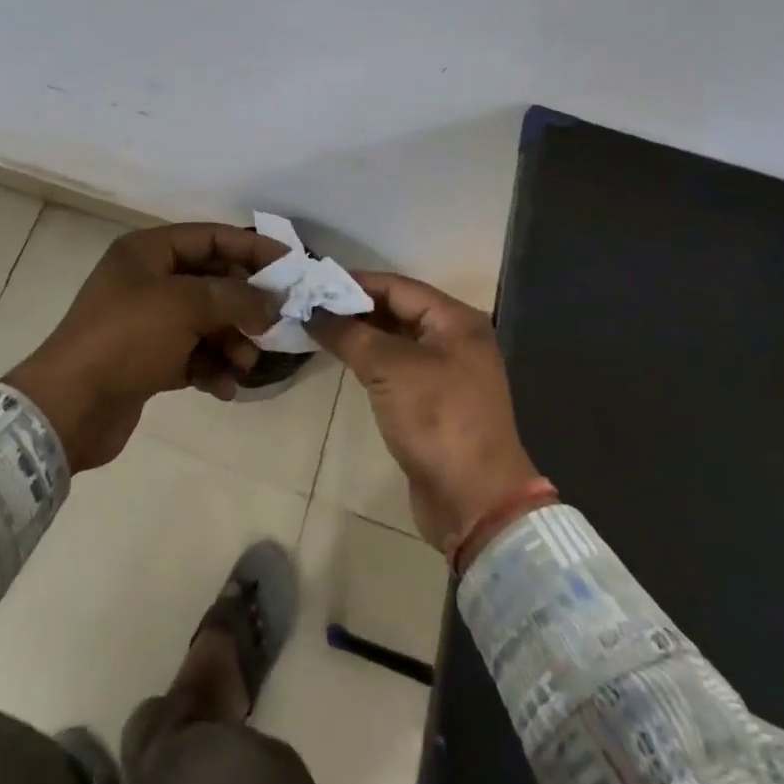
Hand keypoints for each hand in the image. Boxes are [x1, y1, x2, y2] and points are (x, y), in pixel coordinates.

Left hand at [4, 222, 287, 470]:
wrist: (70, 406)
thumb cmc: (127, 338)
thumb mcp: (185, 306)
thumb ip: (236, 297)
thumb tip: (273, 302)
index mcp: (148, 251)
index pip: (211, 237)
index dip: (252, 248)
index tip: (291, 264)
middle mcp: (148, 280)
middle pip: (212, 281)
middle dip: (244, 304)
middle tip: (274, 324)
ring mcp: (147, 321)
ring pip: (205, 321)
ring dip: (231, 341)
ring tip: (245, 363)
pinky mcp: (147, 360)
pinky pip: (192, 354)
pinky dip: (211, 368)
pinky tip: (224, 388)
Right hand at [311, 274, 541, 553]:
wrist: (474, 501)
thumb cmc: (437, 420)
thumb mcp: (390, 369)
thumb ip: (350, 334)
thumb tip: (313, 312)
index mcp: (456, 320)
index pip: (397, 286)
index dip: (355, 282)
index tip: (314, 281)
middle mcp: (455, 339)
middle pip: (398, 310)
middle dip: (354, 306)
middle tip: (309, 304)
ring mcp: (447, 372)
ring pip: (396, 339)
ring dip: (360, 333)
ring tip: (318, 327)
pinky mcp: (435, 401)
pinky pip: (397, 367)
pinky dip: (371, 359)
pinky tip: (343, 357)